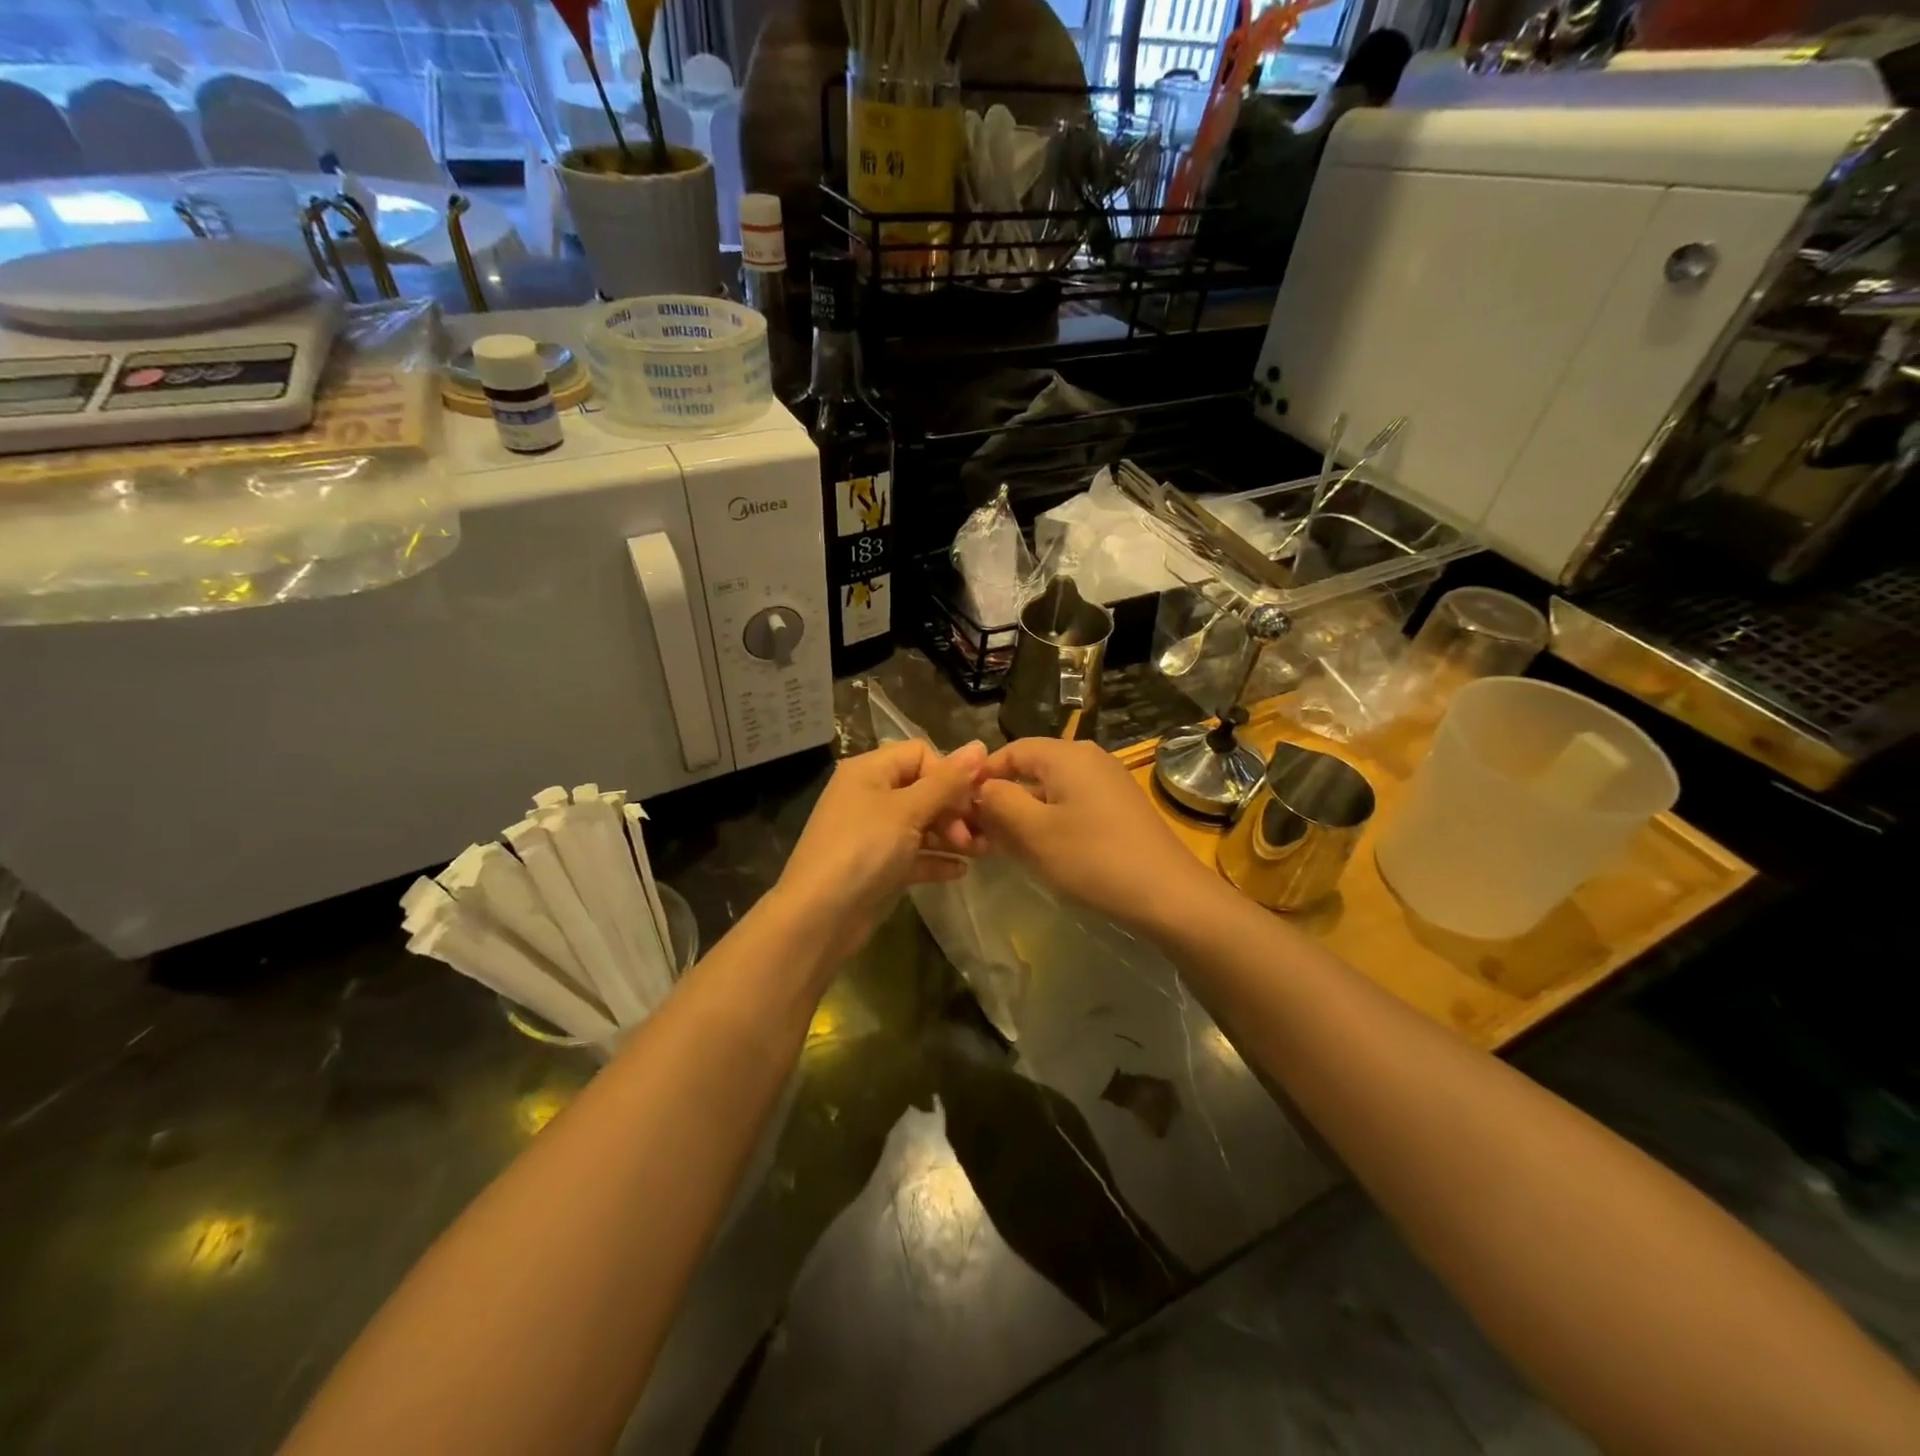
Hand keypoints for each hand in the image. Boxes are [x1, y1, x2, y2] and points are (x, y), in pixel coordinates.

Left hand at [772, 739, 987, 962]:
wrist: (819, 917)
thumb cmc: (864, 849)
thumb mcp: (908, 810)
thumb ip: (947, 781)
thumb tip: (979, 746)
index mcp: (869, 771)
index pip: (919, 754)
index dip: (948, 773)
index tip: (971, 800)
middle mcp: (870, 795)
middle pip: (923, 789)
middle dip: (954, 809)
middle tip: (976, 835)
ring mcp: (873, 833)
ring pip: (921, 824)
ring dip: (952, 835)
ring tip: (982, 852)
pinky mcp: (878, 866)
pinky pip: (914, 854)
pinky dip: (936, 859)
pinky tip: (960, 871)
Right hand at [973, 738, 1218, 932]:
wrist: (1168, 894)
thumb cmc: (1092, 858)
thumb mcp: (1034, 832)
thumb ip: (999, 802)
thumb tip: (981, 787)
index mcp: (1066, 755)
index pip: (1010, 751)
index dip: (981, 777)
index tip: (961, 809)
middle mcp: (1088, 758)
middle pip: (1031, 770)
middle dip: (1003, 799)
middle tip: (981, 835)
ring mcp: (1108, 782)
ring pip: (1051, 790)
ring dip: (1026, 814)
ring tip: (1006, 847)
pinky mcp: (1120, 807)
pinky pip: (1073, 804)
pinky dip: (1051, 822)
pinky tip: (1044, 852)